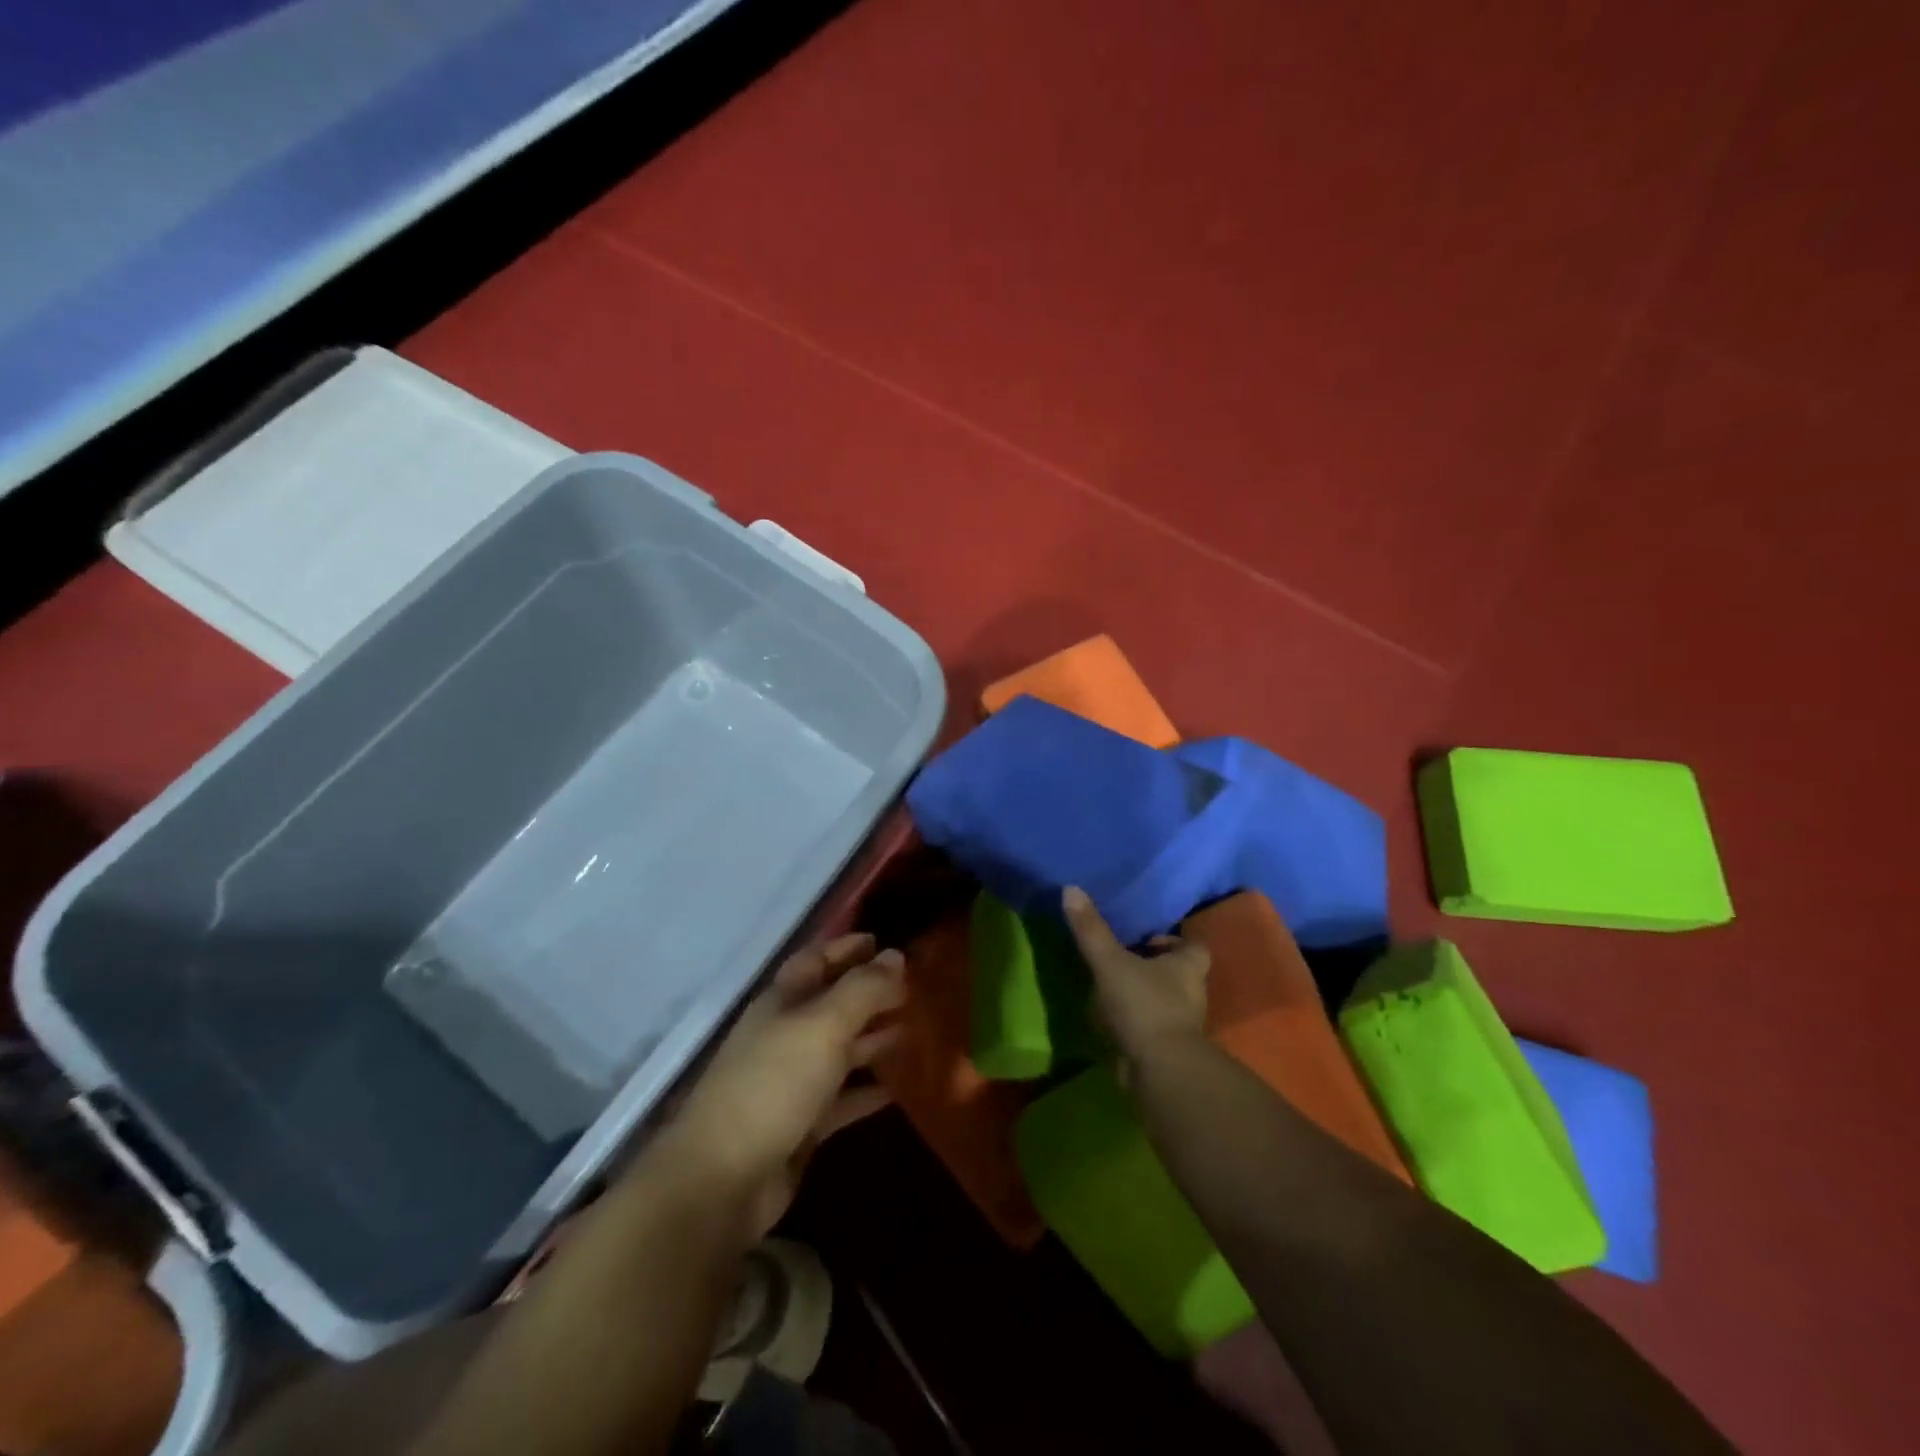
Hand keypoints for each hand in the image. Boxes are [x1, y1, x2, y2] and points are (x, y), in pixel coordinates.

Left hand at [661, 933, 906, 1237]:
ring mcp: (790, 1082)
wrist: (724, 1178)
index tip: (882, 941)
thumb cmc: (774, 1083)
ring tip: (911, 1029)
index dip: (846, 947)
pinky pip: (840, 1099)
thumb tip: (895, 955)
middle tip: (911, 987)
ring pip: (838, 1050)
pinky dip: (866, 1091)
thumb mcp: (824, 1025)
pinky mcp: (800, 1126)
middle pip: (830, 1004)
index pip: (815, 960)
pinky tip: (896, 1089)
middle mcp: (784, 1035)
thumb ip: (863, 989)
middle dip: (867, 993)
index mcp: (782, 1002)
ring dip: (871, 1038)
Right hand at [1062, 887, 1208, 1070]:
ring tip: (1110, 986)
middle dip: (1153, 966)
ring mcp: (1182, 1024)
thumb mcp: (1111, 962)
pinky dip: (1135, 1021)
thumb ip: (1091, 929)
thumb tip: (1071, 888)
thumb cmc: (1143, 1005)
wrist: (1160, 1071)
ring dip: (1143, 994)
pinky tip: (1110, 1018)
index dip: (1172, 940)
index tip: (1144, 938)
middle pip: (1177, 972)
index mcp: (1188, 966)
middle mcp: (1193, 992)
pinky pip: (1151, 1026)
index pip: (1192, 945)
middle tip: (1121, 957)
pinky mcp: (1167, 1048)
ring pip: (1164, 1000)